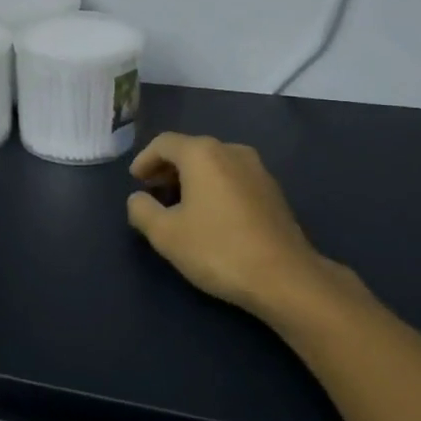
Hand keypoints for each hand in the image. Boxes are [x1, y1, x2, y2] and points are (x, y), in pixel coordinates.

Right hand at [126, 132, 364, 324]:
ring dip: (192, 178)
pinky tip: (210, 215)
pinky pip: (233, 177)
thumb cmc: (218, 249)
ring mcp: (257, 169)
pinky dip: (214, 186)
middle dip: (167, 168)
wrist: (285, 277)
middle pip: (190, 149)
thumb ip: (142, 210)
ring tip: (179, 205)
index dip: (144, 159)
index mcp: (202, 153)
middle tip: (153, 192)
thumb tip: (137, 199)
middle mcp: (231, 150)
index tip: (135, 181)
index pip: (164, 143)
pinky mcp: (273, 191)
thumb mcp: (166, 234)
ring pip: (214, 163)